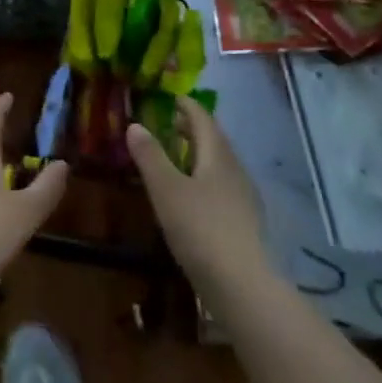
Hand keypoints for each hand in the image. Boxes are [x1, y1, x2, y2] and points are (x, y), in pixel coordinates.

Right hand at [127, 97, 271, 300]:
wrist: (243, 286)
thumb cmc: (200, 229)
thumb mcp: (166, 190)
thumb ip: (150, 156)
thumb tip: (136, 125)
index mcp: (218, 155)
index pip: (203, 119)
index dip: (186, 105)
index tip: (170, 97)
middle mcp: (235, 170)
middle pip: (214, 140)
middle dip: (192, 128)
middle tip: (168, 123)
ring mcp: (244, 197)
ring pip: (219, 165)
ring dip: (199, 154)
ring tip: (176, 157)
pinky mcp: (245, 222)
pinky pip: (222, 186)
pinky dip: (204, 178)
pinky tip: (192, 196)